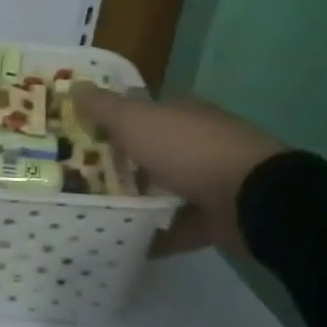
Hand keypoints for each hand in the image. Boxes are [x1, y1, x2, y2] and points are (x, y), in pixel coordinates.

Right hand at [71, 84, 288, 254]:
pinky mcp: (214, 218)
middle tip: (72, 179)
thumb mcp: (136, 122)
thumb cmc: (189, 150)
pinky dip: (153, 235)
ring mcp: (208, 181)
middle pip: (147, 152)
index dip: (107, 121)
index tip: (75, 137)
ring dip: (133, 201)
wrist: (254, 200)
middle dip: (116, 164)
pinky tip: (122, 243)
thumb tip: (73, 84)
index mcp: (179, 114)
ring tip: (90, 213)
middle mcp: (194, 142)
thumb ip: (103, 107)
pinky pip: (174, 227)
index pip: (138, 112)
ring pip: (160, 190)